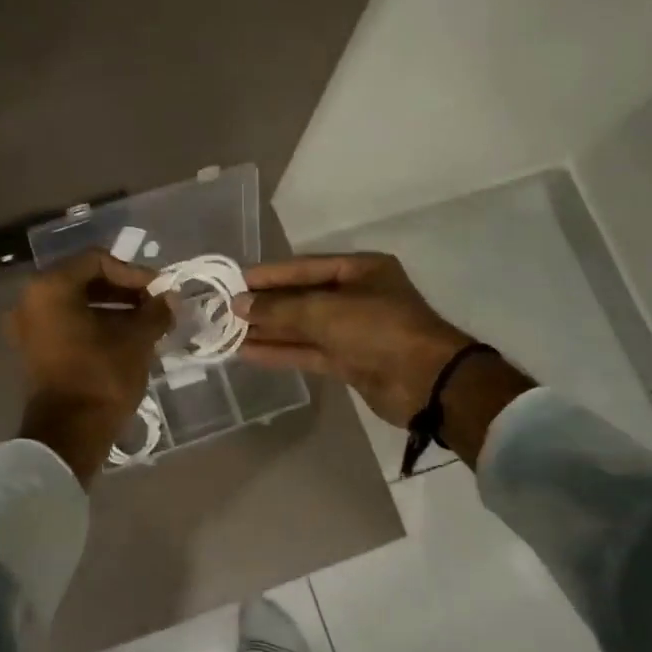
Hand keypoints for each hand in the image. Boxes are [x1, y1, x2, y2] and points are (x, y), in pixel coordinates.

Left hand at [7, 251, 171, 481]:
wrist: (69, 434)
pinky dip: (95, 325)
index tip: (158, 290)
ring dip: (112, 309)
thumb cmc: (101, 377)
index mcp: (51, 287)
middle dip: (123, 290)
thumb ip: (154, 312)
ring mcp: (28, 327)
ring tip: (146, 323)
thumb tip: (170, 298)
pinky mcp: (34, 350)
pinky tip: (125, 338)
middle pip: (84, 280)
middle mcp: (31, 300)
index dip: (132, 272)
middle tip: (154, 304)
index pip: (96, 260)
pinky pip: (67, 324)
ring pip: (76, 304)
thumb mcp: (136, 340)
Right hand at [232, 253, 475, 425]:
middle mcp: (356, 297)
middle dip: (265, 305)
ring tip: (228, 332)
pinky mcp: (349, 361)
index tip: (233, 281)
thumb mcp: (326, 311)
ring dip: (268, 330)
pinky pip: (307, 351)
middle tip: (224, 310)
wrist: (427, 383)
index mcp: (360, 270)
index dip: (268, 275)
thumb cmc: (379, 329)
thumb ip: (280, 308)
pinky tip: (247, 352)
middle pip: (301, 298)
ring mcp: (352, 331)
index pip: (304, 268)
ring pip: (302, 327)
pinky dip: (280, 352)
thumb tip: (239, 305)